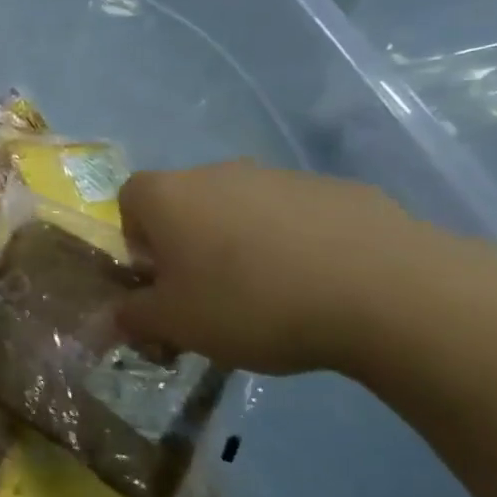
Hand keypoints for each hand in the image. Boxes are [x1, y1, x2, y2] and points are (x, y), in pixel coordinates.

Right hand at [116, 162, 423, 374]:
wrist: (383, 290)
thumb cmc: (251, 303)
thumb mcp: (176, 324)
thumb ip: (133, 317)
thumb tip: (114, 316)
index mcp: (169, 196)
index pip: (128, 199)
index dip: (135, 239)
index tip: (159, 279)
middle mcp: (218, 172)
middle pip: (186, 202)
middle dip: (188, 244)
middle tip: (209, 294)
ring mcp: (280, 176)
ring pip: (242, 207)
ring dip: (242, 243)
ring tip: (271, 295)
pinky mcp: (336, 189)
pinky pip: (295, 216)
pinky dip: (294, 243)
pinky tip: (319, 285)